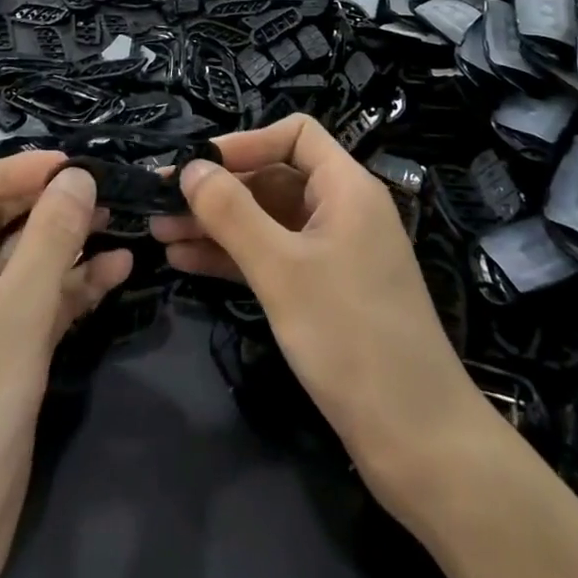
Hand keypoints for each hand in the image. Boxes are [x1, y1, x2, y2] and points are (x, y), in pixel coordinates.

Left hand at [0, 152, 130, 577]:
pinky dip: (75, 287)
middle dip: (51, 203)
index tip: (73, 169)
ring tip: (123, 223)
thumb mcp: (17, 312)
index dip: (18, 169)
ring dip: (71, 243)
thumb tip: (78, 175)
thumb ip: (51, 237)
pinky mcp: (3, 360)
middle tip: (109, 193)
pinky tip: (118, 273)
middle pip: (1, 221)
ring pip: (26, 263)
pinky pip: (40, 305)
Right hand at [149, 115, 490, 511]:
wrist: (418, 442)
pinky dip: (234, 257)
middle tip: (160, 203)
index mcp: (346, 187)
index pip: (295, 135)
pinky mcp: (324, 292)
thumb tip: (190, 167)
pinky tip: (186, 263)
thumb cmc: (351, 337)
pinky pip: (272, 257)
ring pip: (267, 221)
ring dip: (217, 225)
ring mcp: (333, 253)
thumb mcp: (282, 269)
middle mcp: (342, 210)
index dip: (245, 142)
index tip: (197, 167)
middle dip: (218, 189)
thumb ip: (232, 213)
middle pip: (274, 177)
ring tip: (159, 233)